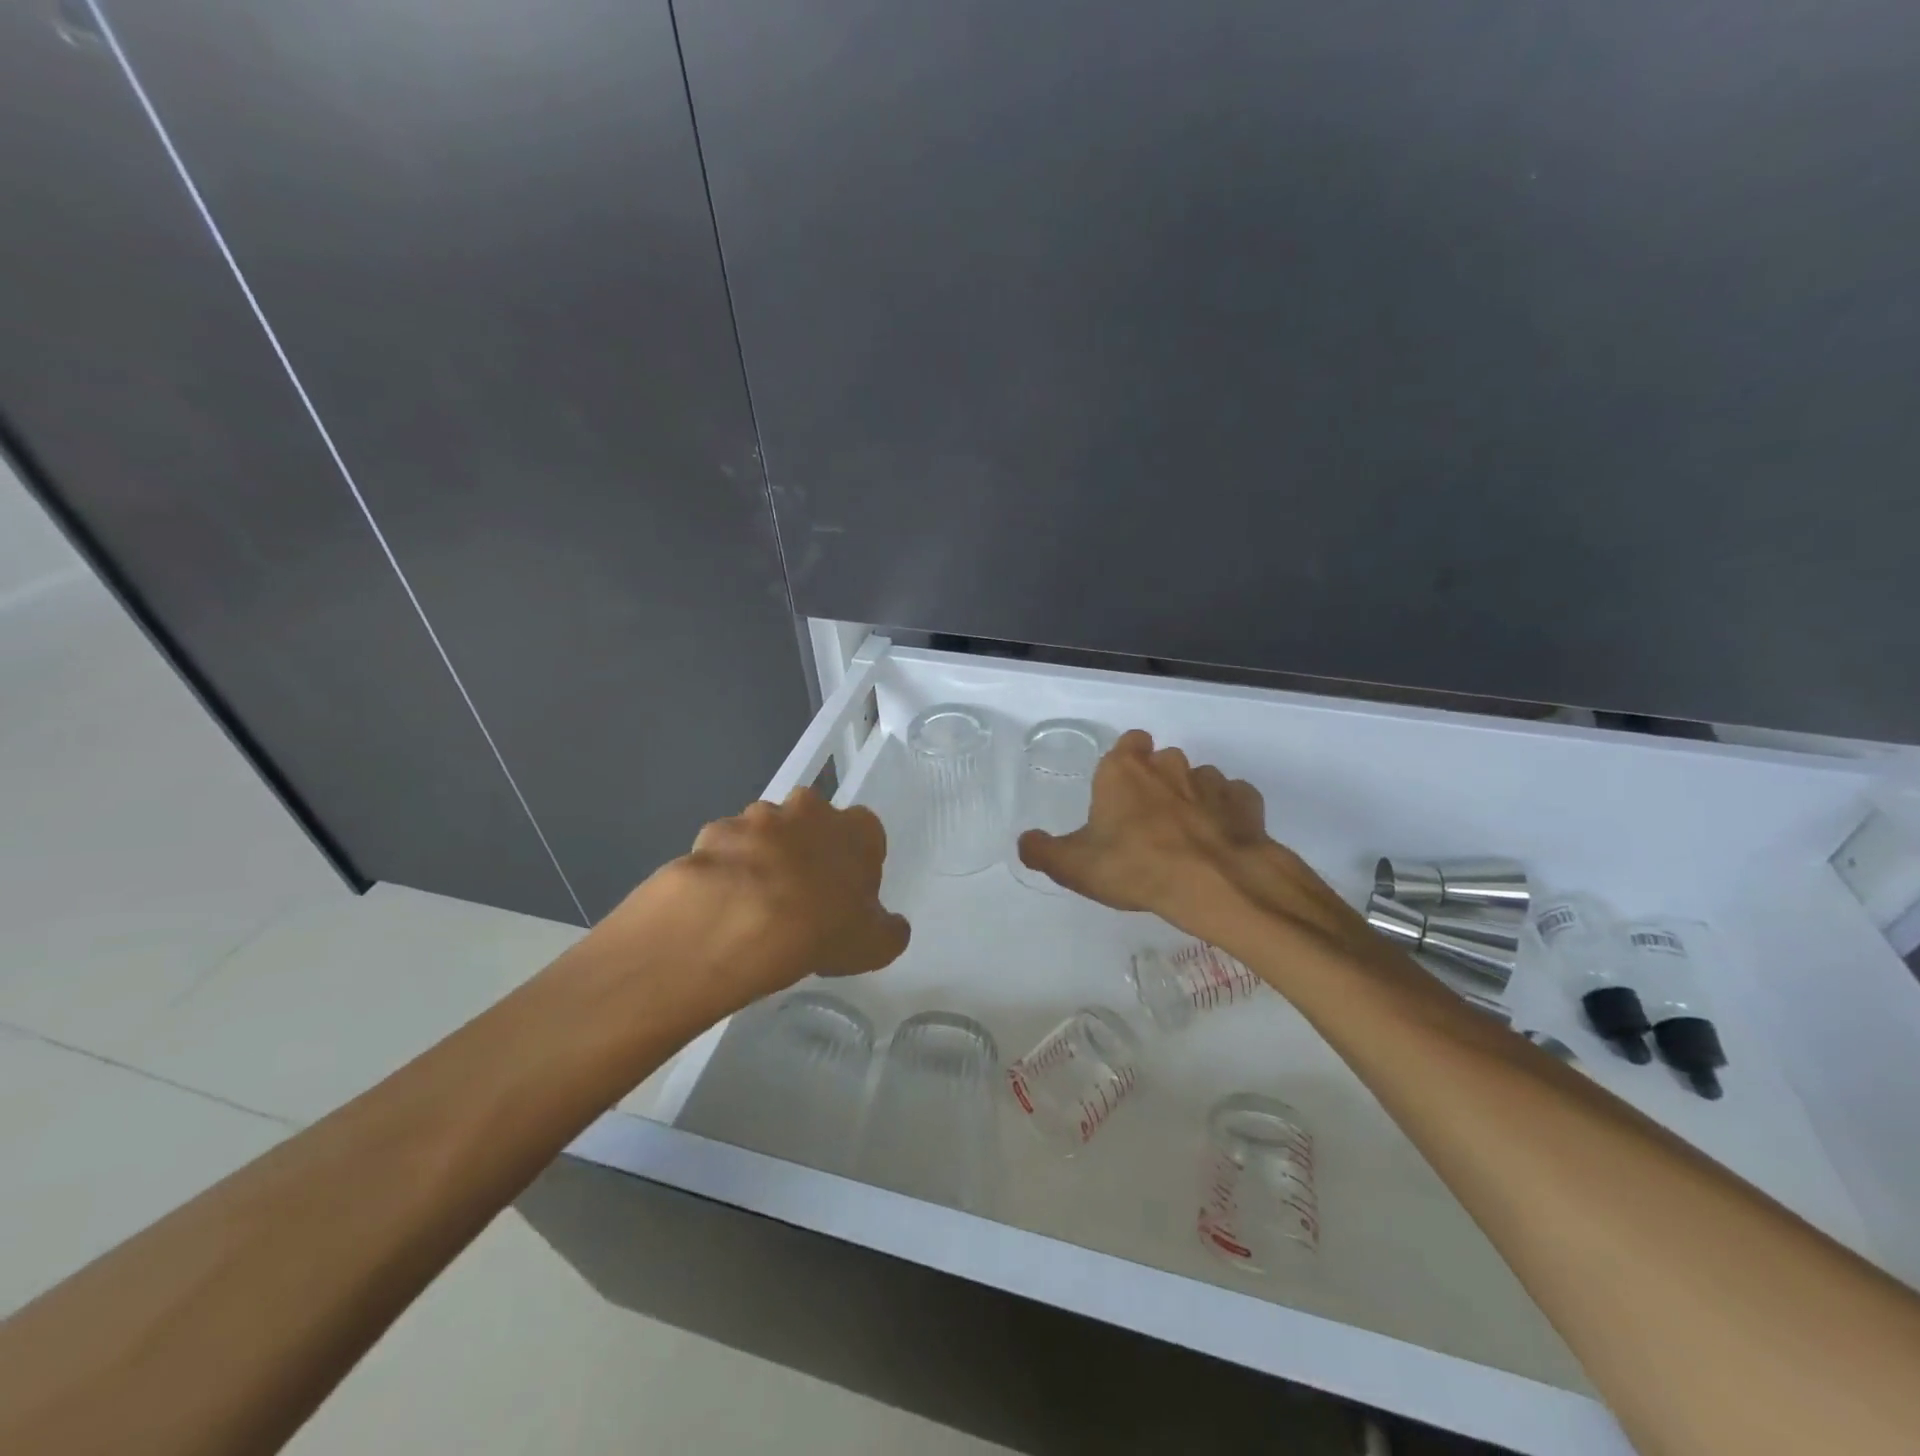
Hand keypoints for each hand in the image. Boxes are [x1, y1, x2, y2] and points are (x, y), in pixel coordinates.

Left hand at [608, 788, 910, 1012]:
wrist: (743, 924)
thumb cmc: (824, 928)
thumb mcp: (875, 944)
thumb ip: (889, 930)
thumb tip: (891, 926)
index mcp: (855, 828)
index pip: (866, 832)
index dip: (856, 861)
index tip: (846, 892)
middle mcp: (808, 809)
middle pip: (811, 822)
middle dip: (806, 848)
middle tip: (800, 894)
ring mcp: (757, 817)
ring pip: (764, 833)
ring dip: (762, 857)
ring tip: (754, 905)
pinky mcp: (714, 832)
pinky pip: (723, 850)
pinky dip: (723, 870)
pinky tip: (721, 904)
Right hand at [1017, 730, 1369, 957]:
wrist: (1215, 884)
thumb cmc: (1135, 867)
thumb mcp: (1073, 867)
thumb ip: (1043, 851)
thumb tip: (1026, 842)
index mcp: (1123, 770)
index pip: (1128, 742)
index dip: (1125, 762)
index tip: (1120, 792)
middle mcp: (1167, 765)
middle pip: (1162, 761)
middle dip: (1156, 782)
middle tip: (1147, 822)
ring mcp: (1210, 780)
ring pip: (1198, 780)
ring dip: (1191, 799)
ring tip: (1185, 838)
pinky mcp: (1245, 802)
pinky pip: (1234, 800)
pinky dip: (1227, 815)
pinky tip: (1219, 840)